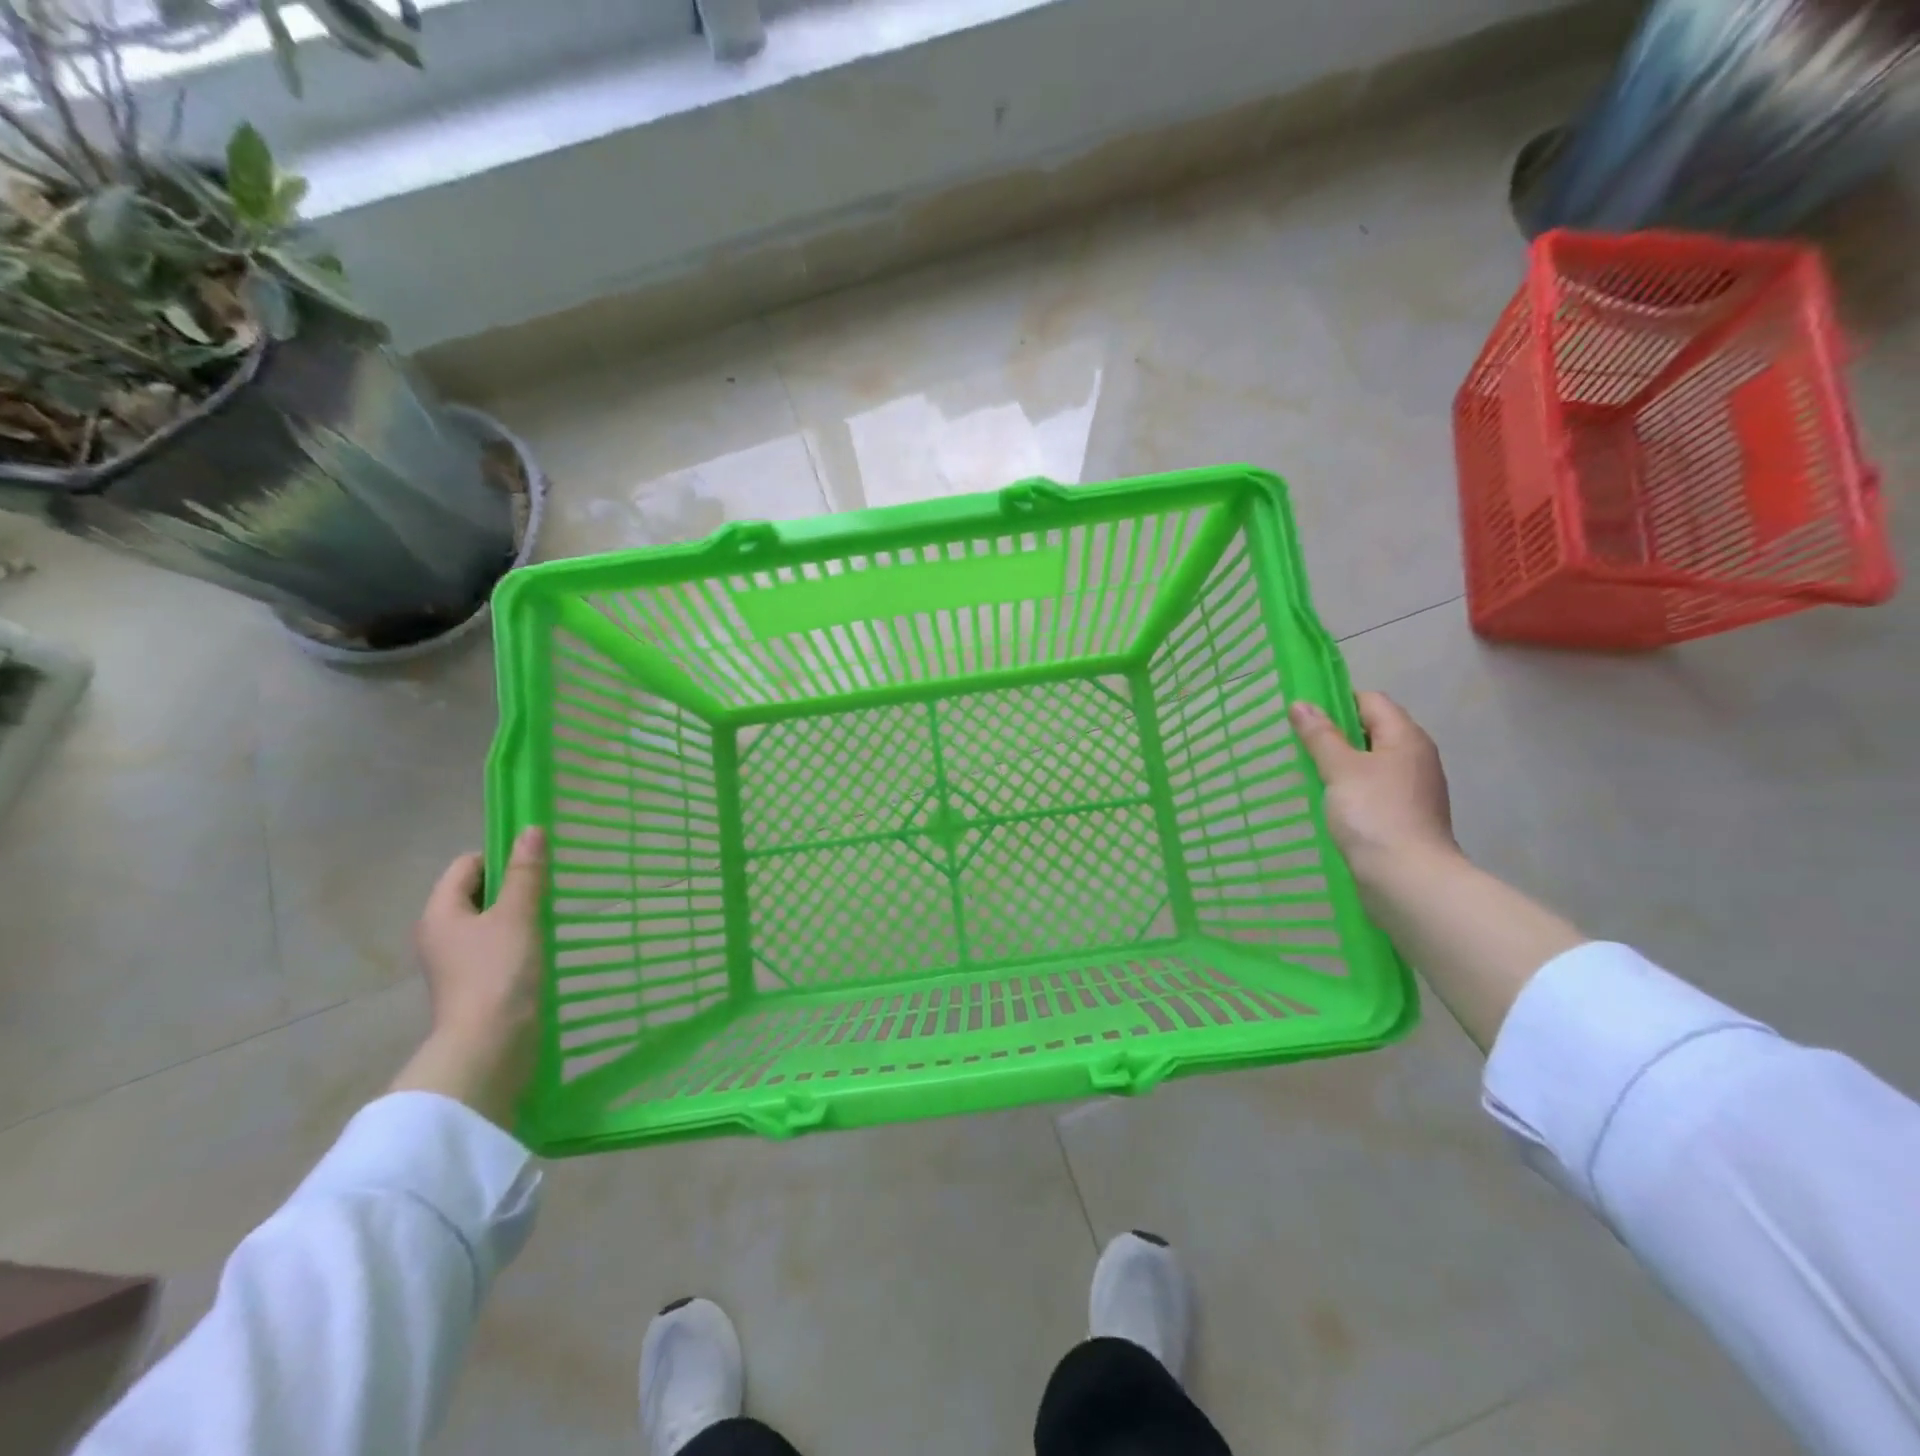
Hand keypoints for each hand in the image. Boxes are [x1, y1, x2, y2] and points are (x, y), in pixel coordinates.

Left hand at [390, 827, 546, 1128]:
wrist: (489, 1047)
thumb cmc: (498, 972)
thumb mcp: (517, 915)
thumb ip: (525, 873)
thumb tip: (530, 829)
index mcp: (440, 912)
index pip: (467, 864)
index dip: (500, 856)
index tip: (536, 865)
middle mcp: (440, 934)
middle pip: (477, 892)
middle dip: (513, 886)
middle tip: (549, 889)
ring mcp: (455, 963)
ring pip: (489, 922)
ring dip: (518, 916)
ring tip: (550, 918)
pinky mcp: (474, 985)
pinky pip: (495, 948)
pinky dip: (518, 942)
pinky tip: (543, 949)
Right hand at [1288, 692, 1457, 880]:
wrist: (1407, 878)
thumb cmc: (1374, 814)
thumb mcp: (1340, 769)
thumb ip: (1320, 736)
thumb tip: (1301, 704)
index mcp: (1405, 738)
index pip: (1371, 701)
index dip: (1337, 701)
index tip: (1304, 716)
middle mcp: (1415, 757)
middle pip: (1373, 730)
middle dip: (1336, 733)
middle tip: (1299, 743)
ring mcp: (1412, 788)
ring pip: (1371, 762)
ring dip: (1342, 763)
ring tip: (1308, 772)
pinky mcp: (1405, 815)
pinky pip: (1374, 788)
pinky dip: (1351, 788)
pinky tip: (1329, 801)